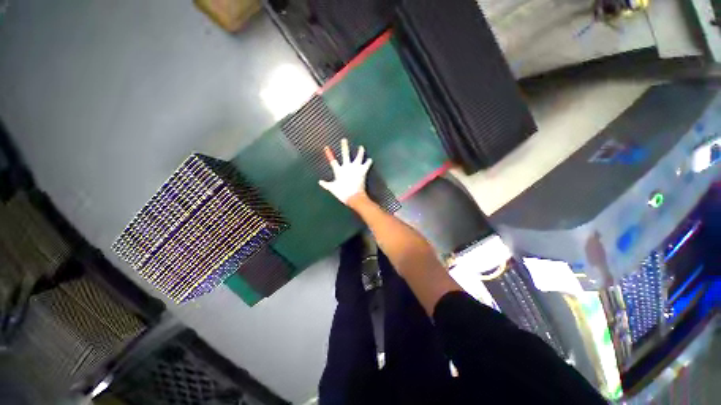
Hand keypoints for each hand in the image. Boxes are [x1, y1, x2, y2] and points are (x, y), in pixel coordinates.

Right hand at [318, 138, 372, 204]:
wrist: (353, 196)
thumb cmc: (342, 193)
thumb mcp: (332, 188)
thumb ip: (326, 184)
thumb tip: (319, 182)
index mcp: (339, 170)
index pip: (333, 161)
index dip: (329, 154)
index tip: (327, 147)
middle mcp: (347, 167)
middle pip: (345, 154)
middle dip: (344, 146)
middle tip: (344, 140)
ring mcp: (356, 168)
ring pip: (358, 157)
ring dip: (360, 152)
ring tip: (361, 147)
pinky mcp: (363, 171)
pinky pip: (367, 165)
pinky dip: (368, 162)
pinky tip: (370, 159)